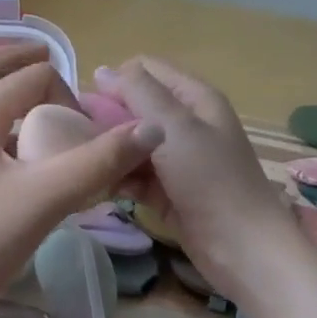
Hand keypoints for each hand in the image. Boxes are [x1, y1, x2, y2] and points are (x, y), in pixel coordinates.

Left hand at [0, 45, 164, 315]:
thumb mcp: (45, 198)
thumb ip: (97, 162)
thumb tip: (152, 129)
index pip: (29, 78)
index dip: (67, 94)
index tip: (88, 133)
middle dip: (14, 61)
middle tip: (46, 57)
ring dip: (3, 92)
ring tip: (39, 102)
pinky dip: (1, 128)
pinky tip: (24, 156)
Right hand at [94, 57, 301, 300]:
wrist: (240, 247)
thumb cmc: (210, 180)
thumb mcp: (174, 127)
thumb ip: (138, 93)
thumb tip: (102, 69)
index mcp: (194, 99)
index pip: (145, 70)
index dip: (115, 80)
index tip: (86, 104)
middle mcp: (185, 124)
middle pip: (135, 108)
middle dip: (107, 119)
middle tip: (76, 136)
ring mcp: (176, 160)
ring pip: (131, 144)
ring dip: (109, 151)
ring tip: (81, 161)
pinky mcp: (166, 190)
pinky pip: (133, 175)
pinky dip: (117, 178)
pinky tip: (95, 184)